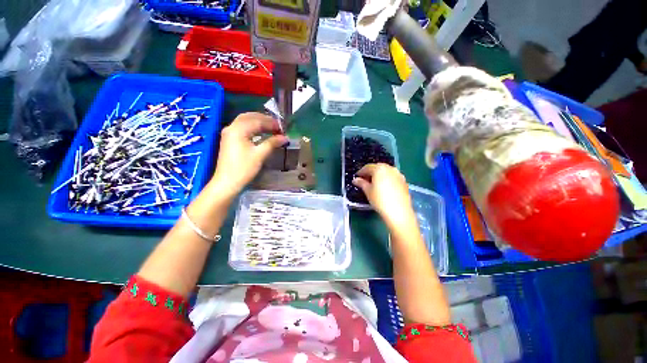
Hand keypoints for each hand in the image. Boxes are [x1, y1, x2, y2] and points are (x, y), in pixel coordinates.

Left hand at [210, 113, 287, 197]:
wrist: (227, 182)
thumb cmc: (244, 168)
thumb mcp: (260, 155)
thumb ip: (272, 143)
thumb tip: (285, 137)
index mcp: (238, 129)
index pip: (257, 121)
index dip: (271, 123)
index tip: (283, 128)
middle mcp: (231, 128)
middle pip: (249, 117)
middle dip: (264, 119)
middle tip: (277, 126)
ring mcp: (229, 133)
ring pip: (245, 121)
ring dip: (258, 122)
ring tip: (271, 128)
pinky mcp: (229, 140)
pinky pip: (242, 128)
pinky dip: (252, 128)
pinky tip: (260, 133)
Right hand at [352, 164, 415, 227]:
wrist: (399, 212)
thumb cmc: (380, 200)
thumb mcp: (368, 191)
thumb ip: (361, 183)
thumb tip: (355, 180)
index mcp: (379, 169)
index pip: (367, 167)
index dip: (361, 172)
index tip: (357, 177)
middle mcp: (390, 168)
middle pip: (378, 167)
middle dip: (370, 172)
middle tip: (364, 180)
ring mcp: (398, 174)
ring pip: (386, 171)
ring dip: (379, 175)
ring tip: (374, 183)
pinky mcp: (404, 181)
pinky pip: (392, 177)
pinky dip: (387, 179)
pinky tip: (384, 187)